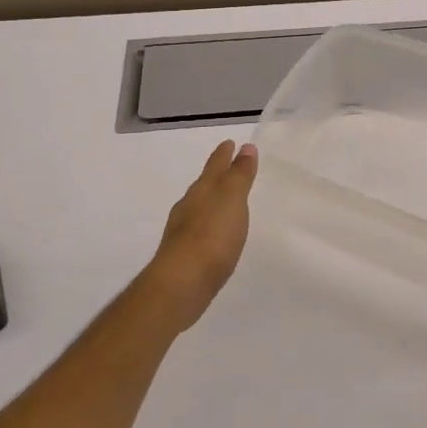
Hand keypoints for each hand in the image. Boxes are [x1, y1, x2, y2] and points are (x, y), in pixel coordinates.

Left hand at [141, 140, 258, 329]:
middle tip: (229, 169)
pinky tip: (214, 235)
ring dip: (212, 201)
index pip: (214, 165)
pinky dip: (209, 225)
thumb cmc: (211, 236)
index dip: (224, 154)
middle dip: (216, 175)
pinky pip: (199, 230)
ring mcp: (182, 232)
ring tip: (225, 202)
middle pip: (204, 184)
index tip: (230, 142)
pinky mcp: (183, 256)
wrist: (180, 285)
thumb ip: (239, 175)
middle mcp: (188, 206)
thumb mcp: (232, 200)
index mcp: (201, 190)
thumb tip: (245, 147)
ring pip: (199, 207)